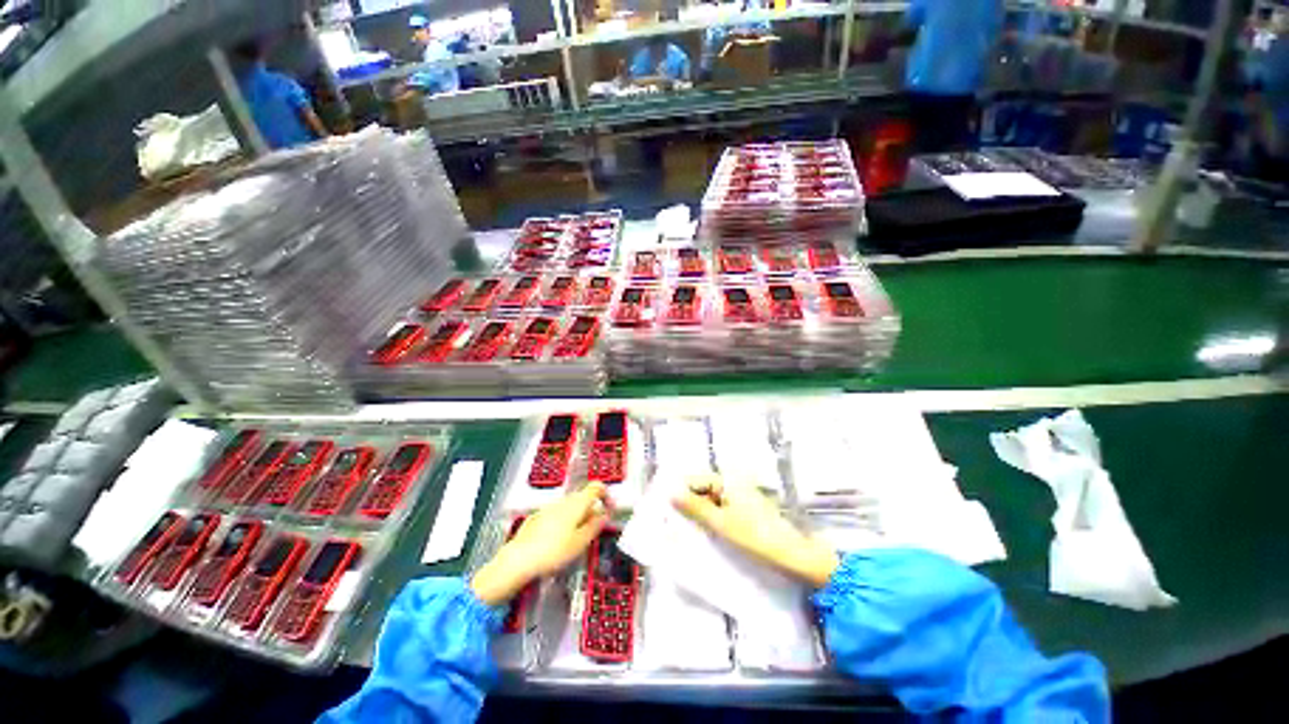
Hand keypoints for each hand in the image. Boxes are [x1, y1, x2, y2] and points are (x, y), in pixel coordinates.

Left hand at [471, 483, 610, 604]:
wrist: (518, 560)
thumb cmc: (553, 551)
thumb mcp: (580, 542)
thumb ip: (595, 526)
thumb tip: (605, 514)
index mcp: (577, 503)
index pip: (596, 487)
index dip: (606, 495)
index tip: (609, 510)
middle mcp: (563, 501)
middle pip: (583, 498)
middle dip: (591, 511)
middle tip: (593, 532)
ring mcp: (548, 508)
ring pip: (569, 507)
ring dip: (577, 518)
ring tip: (575, 540)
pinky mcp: (537, 517)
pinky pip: (556, 515)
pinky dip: (563, 523)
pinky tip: (557, 543)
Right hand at [674, 474, 838, 587]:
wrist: (793, 555)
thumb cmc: (754, 536)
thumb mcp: (719, 523)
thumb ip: (694, 507)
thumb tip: (670, 492)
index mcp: (727, 480)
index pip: (694, 481)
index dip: (680, 495)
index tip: (665, 511)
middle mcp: (734, 482)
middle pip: (703, 490)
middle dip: (689, 505)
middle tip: (674, 525)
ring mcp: (742, 496)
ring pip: (712, 501)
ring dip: (701, 514)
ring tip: (688, 532)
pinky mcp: (747, 509)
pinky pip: (723, 510)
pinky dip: (714, 520)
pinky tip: (708, 535)